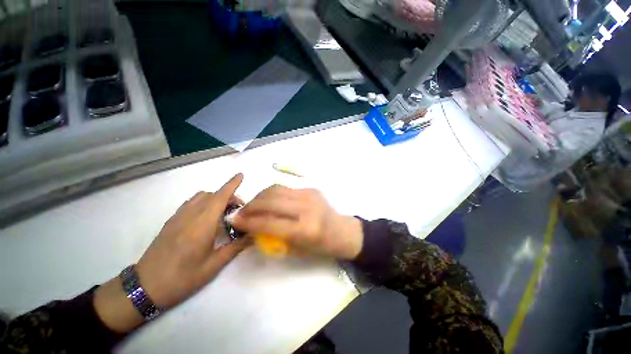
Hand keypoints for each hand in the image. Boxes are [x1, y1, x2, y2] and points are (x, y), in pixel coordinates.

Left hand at [95, 173, 249, 332]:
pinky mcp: (171, 221)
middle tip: (238, 210)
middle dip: (228, 195)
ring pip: (200, 197)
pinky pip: (191, 203)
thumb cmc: (183, 278)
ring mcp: (178, 217)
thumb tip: (253, 235)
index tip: (241, 175)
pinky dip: (203, 202)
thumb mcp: (214, 265)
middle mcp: (190, 215)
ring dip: (215, 198)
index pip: (220, 197)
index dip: (232, 184)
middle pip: (212, 195)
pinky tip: (206, 218)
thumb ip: (236, 247)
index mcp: (202, 225)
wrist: (145, 287)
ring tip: (222, 213)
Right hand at [232, 186, 362, 259]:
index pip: (270, 222)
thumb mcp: (296, 249)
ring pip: (276, 189)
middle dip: (251, 205)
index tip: (234, 220)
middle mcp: (307, 208)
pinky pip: (285, 188)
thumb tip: (252, 226)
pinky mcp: (311, 188)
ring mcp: (310, 195)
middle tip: (241, 212)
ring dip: (260, 196)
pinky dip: (272, 193)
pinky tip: (268, 200)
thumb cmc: (321, 246)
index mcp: (305, 229)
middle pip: (271, 200)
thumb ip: (273, 237)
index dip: (249, 221)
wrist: (342, 230)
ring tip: (252, 204)